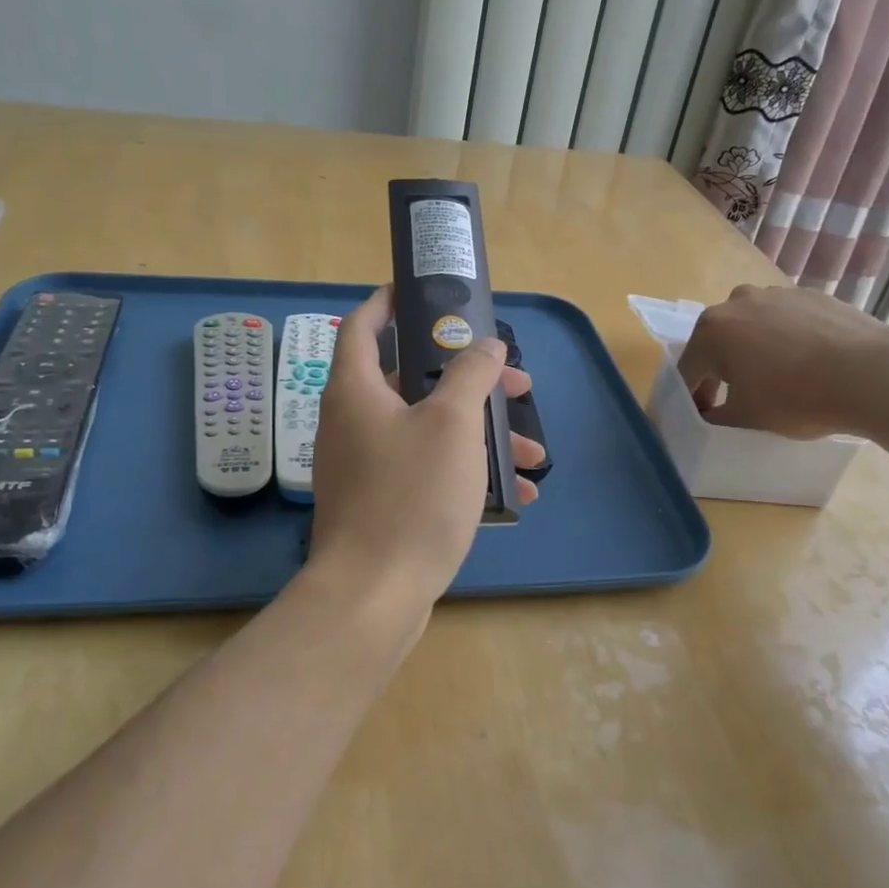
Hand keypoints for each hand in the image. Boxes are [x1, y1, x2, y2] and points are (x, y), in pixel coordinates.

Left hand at [306, 286, 545, 616]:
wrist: (374, 596)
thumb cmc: (411, 495)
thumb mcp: (452, 424)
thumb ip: (471, 374)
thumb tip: (485, 345)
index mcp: (357, 389)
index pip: (363, 324)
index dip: (389, 301)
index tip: (423, 292)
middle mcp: (355, 420)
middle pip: (414, 379)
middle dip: (471, 380)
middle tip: (516, 385)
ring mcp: (367, 464)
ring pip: (430, 428)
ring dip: (482, 434)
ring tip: (533, 455)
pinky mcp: (382, 501)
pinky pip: (428, 469)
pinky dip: (466, 471)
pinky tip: (516, 496)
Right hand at [677, 283, 888, 439]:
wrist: (873, 374)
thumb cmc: (796, 398)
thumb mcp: (744, 419)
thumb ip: (714, 418)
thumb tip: (708, 415)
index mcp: (711, 330)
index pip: (688, 370)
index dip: (692, 399)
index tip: (705, 420)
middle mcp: (737, 302)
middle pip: (718, 343)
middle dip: (721, 371)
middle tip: (736, 401)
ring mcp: (777, 293)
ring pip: (752, 328)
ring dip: (753, 351)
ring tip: (777, 380)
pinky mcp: (811, 295)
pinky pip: (785, 321)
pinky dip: (786, 340)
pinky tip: (807, 365)